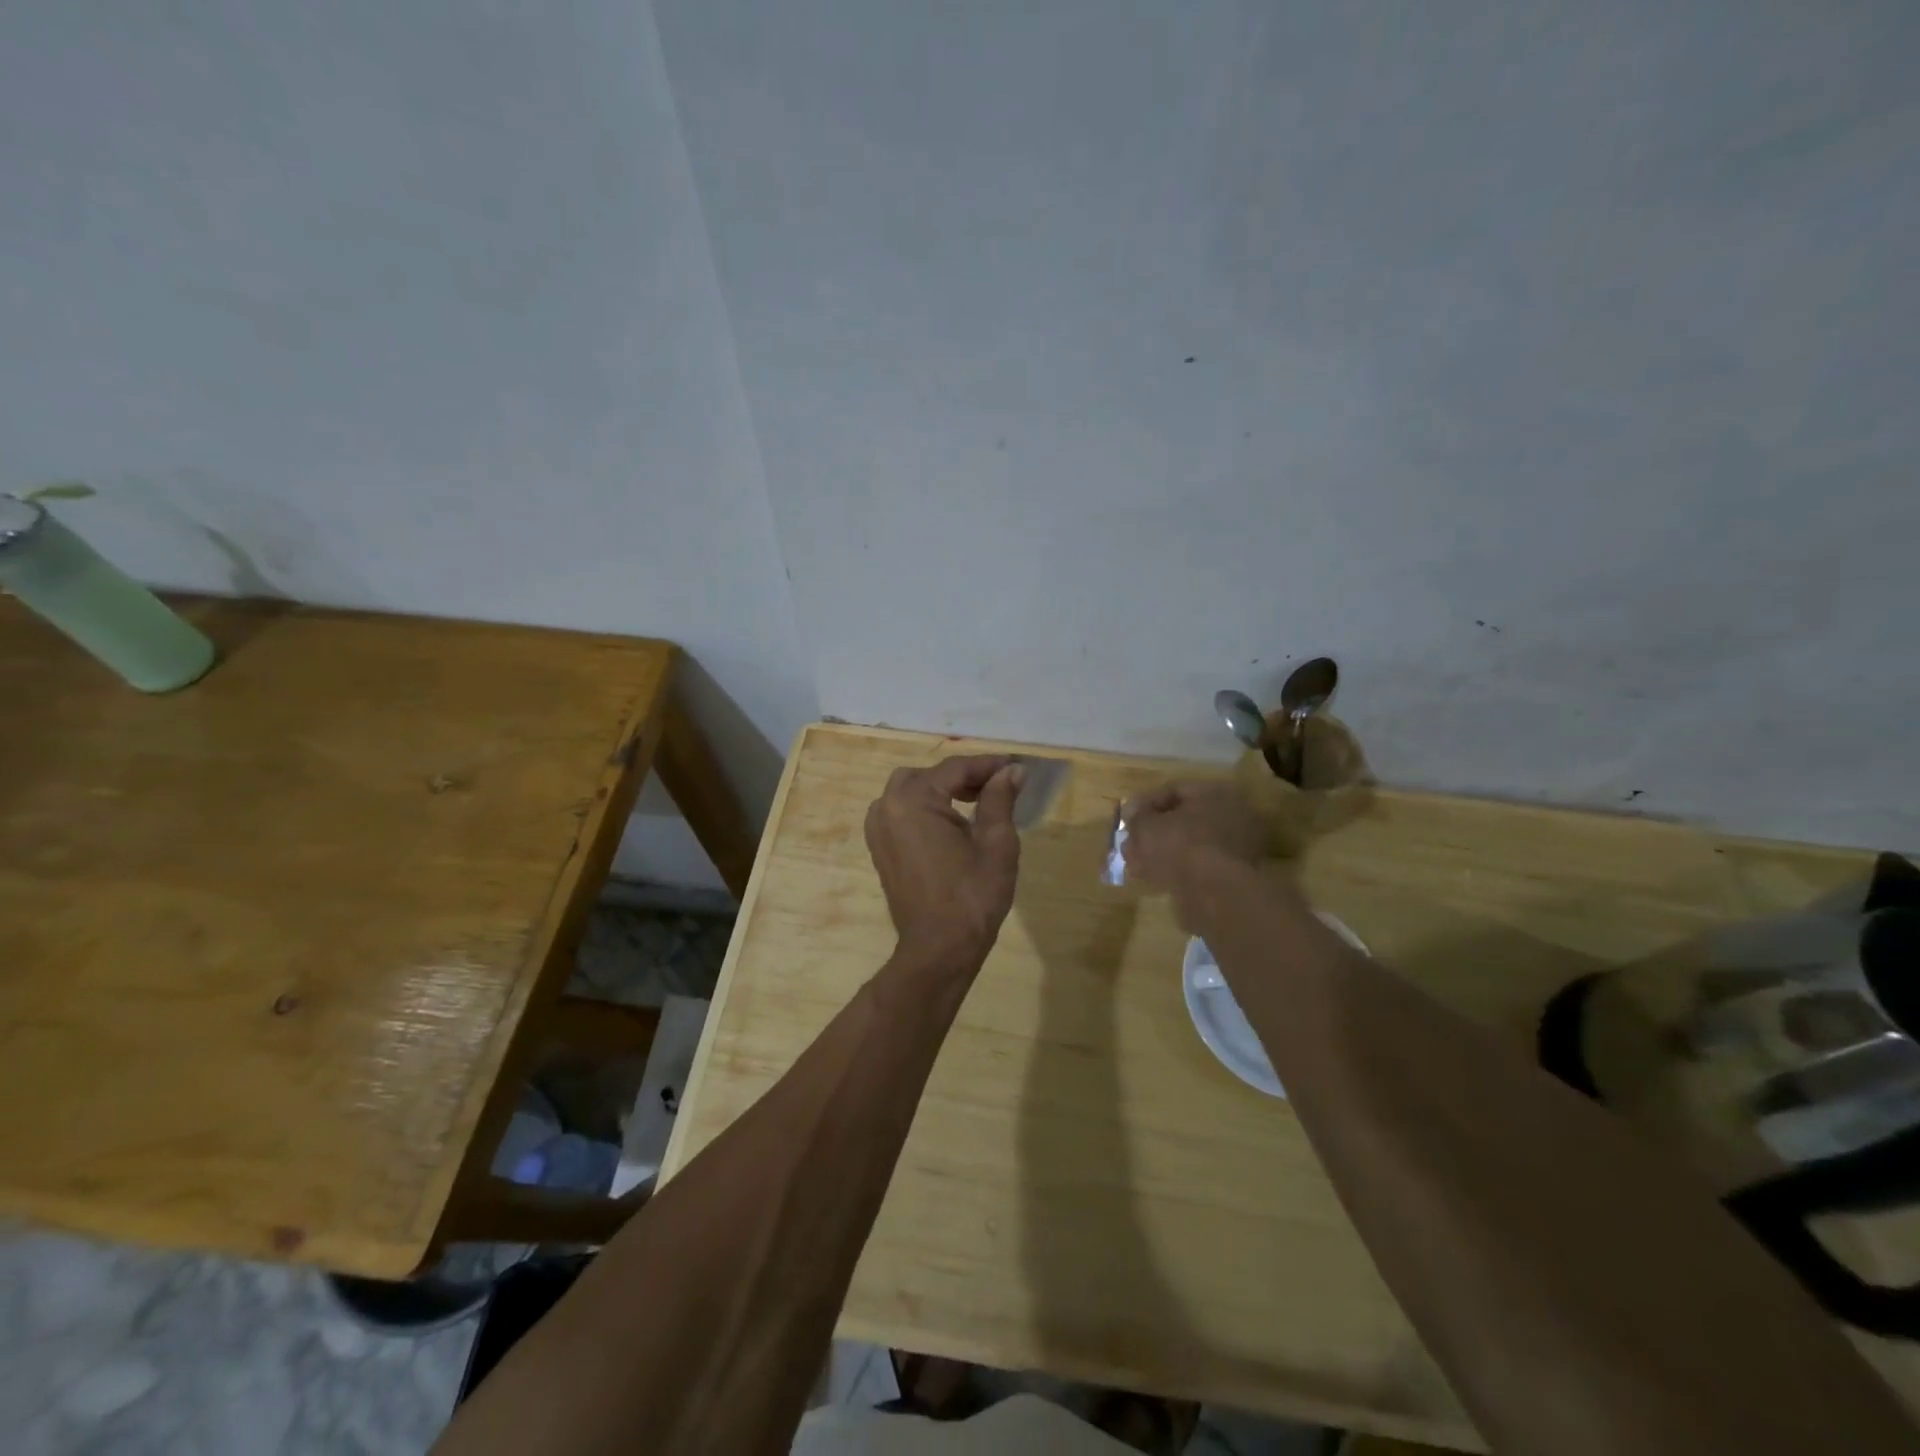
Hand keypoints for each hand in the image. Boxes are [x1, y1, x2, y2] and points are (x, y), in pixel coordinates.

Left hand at [865, 755, 1023, 964]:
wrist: (939, 949)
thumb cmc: (972, 896)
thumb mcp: (996, 843)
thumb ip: (1000, 799)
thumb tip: (1012, 771)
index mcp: (913, 801)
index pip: (955, 769)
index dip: (987, 765)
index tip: (1015, 766)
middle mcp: (887, 807)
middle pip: (929, 775)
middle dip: (962, 776)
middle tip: (996, 787)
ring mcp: (878, 829)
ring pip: (910, 791)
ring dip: (941, 790)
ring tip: (976, 803)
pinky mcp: (879, 848)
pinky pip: (900, 812)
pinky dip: (924, 808)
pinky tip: (951, 824)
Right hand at [1122, 779, 1267, 895]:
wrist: (1216, 894)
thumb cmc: (1180, 846)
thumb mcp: (1146, 826)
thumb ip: (1136, 816)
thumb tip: (1132, 811)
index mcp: (1215, 793)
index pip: (1174, 790)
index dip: (1145, 803)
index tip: (1127, 819)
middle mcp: (1231, 814)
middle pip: (1183, 819)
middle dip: (1152, 832)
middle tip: (1130, 844)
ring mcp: (1236, 847)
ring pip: (1189, 845)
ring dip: (1160, 853)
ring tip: (1135, 865)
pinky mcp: (1233, 876)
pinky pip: (1198, 865)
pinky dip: (1176, 870)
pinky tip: (1154, 879)